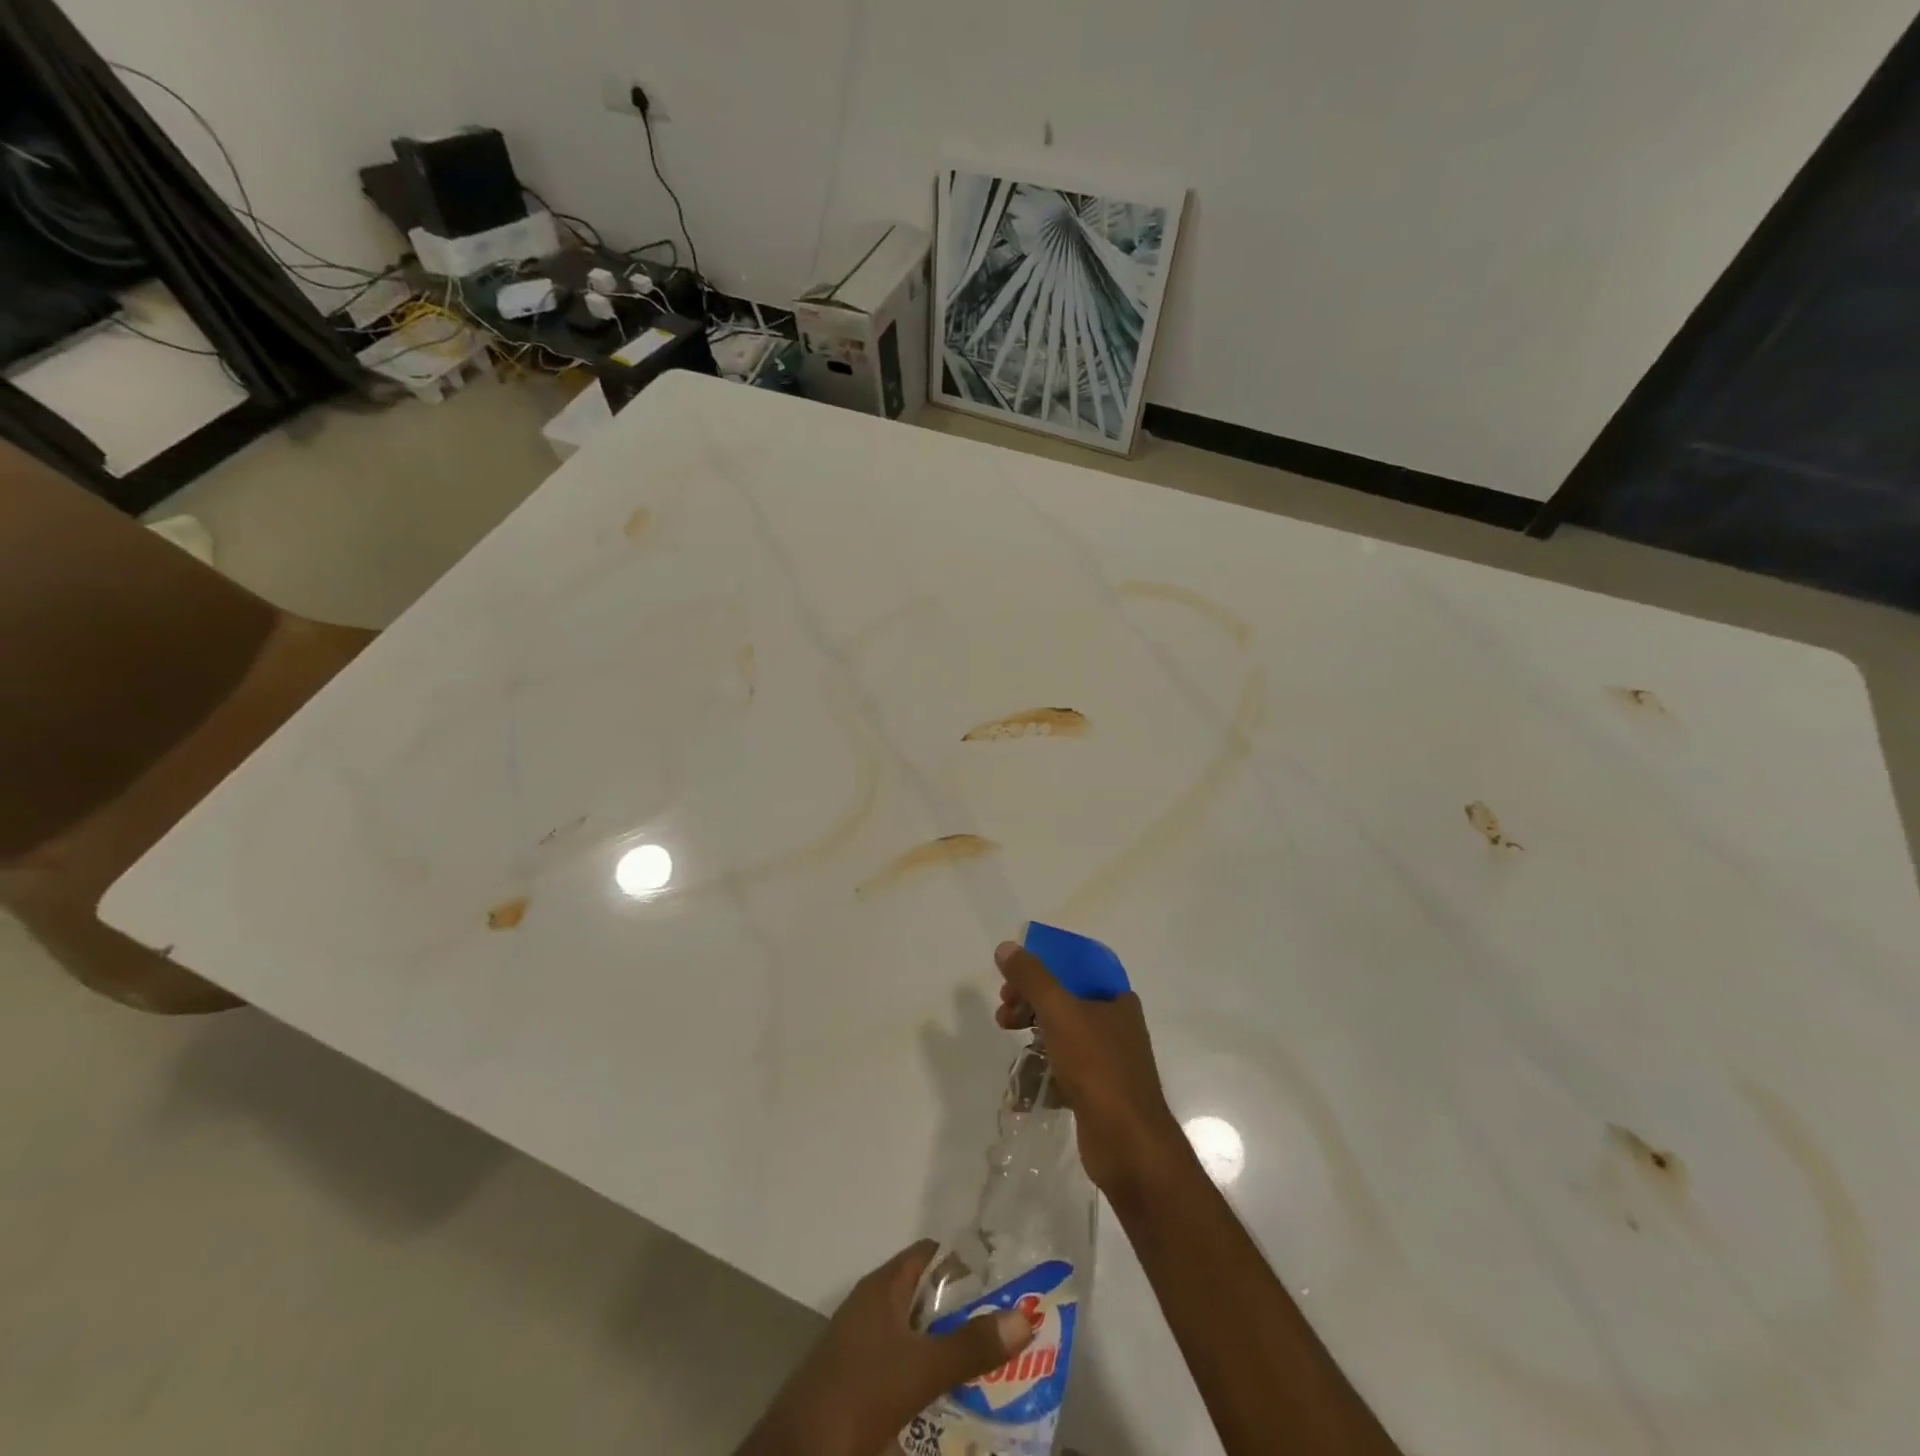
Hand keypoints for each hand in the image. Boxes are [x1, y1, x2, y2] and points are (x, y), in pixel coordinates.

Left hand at [739, 1240, 1034, 1455]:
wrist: (796, 1454)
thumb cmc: (858, 1393)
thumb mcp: (922, 1370)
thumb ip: (972, 1345)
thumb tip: (1026, 1315)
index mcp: (884, 1286)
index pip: (931, 1254)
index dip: (966, 1261)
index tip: (1004, 1278)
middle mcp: (873, 1306)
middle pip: (927, 1296)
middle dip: (965, 1312)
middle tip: (1008, 1328)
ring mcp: (862, 1345)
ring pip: (916, 1336)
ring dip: (948, 1348)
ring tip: (992, 1366)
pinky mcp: (857, 1382)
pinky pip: (902, 1367)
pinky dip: (928, 1377)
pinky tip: (952, 1400)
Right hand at [994, 939, 1185, 1198]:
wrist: (1129, 1145)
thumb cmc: (1097, 1068)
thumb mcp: (1060, 1013)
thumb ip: (1032, 978)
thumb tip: (1006, 947)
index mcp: (1116, 999)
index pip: (1075, 968)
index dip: (1043, 967)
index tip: (1013, 978)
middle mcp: (1116, 1024)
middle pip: (1065, 1000)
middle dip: (1030, 1002)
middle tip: (1004, 1011)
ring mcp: (1108, 1060)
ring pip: (1062, 1035)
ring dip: (1032, 1034)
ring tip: (1009, 1043)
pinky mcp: (1098, 1092)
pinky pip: (1064, 1070)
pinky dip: (1043, 1071)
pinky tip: (1023, 1088)